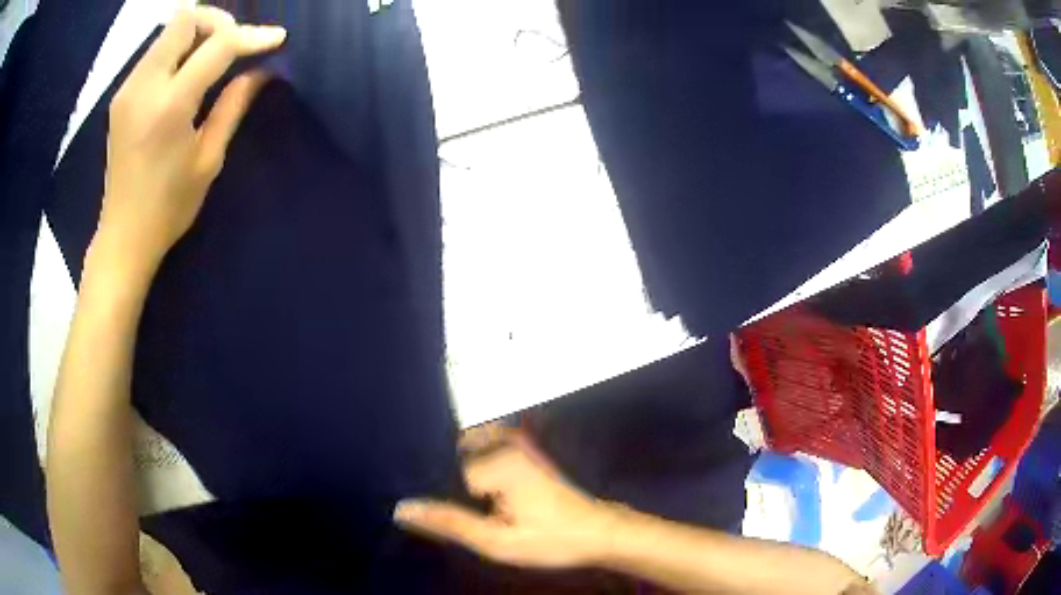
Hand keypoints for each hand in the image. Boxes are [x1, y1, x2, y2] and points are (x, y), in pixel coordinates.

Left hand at [93, 6, 285, 276]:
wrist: (123, 236)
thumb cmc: (168, 208)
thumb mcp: (208, 160)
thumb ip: (232, 106)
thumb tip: (261, 71)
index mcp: (169, 107)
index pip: (216, 46)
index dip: (250, 36)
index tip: (276, 38)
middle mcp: (144, 87)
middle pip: (185, 19)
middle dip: (217, 22)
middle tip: (235, 43)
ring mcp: (128, 88)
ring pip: (169, 30)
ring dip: (198, 33)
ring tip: (215, 55)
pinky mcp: (122, 94)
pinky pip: (156, 50)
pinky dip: (179, 48)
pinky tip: (189, 70)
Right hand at [394, 431, 616, 568]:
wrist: (598, 532)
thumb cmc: (551, 540)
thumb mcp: (497, 541)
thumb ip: (450, 523)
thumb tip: (402, 509)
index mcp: (497, 461)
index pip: (440, 467)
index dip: (430, 489)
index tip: (420, 506)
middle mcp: (503, 444)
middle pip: (450, 452)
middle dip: (438, 475)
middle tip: (440, 505)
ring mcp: (514, 444)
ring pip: (464, 449)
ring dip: (452, 470)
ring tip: (455, 499)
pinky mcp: (521, 451)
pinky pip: (482, 449)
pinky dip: (469, 464)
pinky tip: (471, 492)